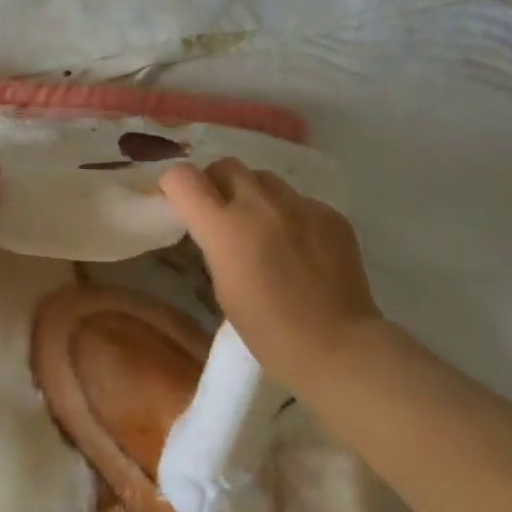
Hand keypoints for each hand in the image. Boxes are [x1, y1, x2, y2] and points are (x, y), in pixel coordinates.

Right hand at [158, 159, 384, 388]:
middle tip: (221, 212)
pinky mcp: (330, 214)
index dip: (174, 186)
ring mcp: (300, 205)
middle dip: (217, 183)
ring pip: (265, 179)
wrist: (336, 346)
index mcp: (225, 227)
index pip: (183, 177)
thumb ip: (214, 243)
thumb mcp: (222, 285)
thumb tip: (214, 226)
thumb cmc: (267, 330)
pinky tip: (300, 248)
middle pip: (227, 165)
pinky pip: (299, 201)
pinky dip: (291, 215)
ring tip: (264, 227)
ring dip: (255, 195)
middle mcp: (260, 204)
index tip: (177, 202)